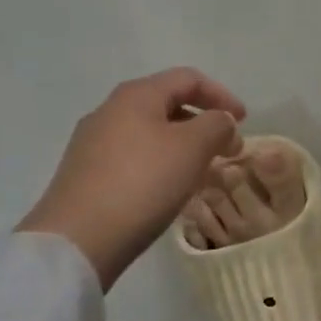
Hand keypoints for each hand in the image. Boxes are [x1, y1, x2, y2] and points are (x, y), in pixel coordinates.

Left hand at [18, 67, 245, 288]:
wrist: (75, 242)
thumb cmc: (142, 183)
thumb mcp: (192, 148)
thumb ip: (216, 126)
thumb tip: (220, 122)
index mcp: (136, 95)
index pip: (188, 79)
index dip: (222, 95)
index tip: (244, 121)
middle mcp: (110, 110)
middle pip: (167, 104)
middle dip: (203, 124)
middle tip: (228, 150)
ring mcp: (92, 144)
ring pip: (151, 133)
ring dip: (183, 147)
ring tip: (203, 174)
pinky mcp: (85, 175)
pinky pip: (134, 158)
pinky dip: (161, 165)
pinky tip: (170, 191)